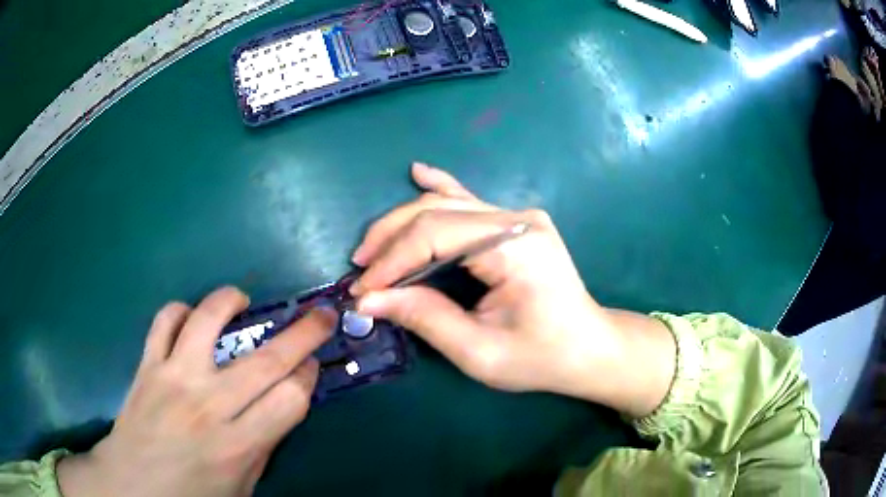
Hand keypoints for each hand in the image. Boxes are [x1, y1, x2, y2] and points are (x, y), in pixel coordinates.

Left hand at [57, 287, 336, 496]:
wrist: (133, 485)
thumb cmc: (192, 495)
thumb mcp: (241, 486)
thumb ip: (262, 446)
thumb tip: (281, 406)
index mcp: (237, 445)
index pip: (290, 399)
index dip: (308, 377)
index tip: (312, 366)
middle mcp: (208, 406)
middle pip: (266, 360)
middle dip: (303, 333)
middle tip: (319, 315)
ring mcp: (173, 379)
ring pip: (206, 322)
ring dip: (229, 302)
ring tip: (241, 300)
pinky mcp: (147, 365)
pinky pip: (163, 321)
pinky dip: (180, 310)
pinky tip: (190, 319)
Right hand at [350, 163, 675, 416]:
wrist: (588, 347)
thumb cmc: (541, 356)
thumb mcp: (480, 351)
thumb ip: (424, 318)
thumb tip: (368, 299)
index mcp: (514, 247)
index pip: (434, 235)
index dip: (391, 260)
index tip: (362, 289)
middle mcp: (517, 219)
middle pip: (435, 212)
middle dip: (390, 239)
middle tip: (359, 268)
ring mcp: (519, 216)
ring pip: (446, 205)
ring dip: (403, 224)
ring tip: (372, 249)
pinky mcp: (516, 223)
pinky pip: (469, 201)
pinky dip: (439, 188)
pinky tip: (418, 171)